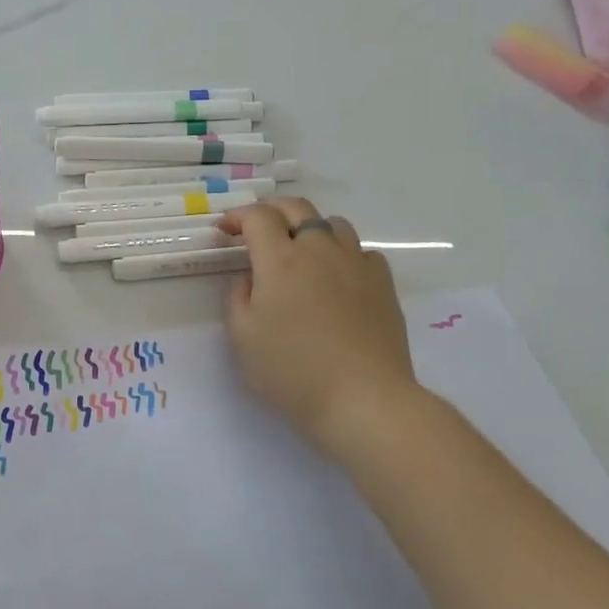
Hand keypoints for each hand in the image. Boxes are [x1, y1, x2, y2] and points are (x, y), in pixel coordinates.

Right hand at [218, 199, 426, 456]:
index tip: (225, 230)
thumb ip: (238, 298)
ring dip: (309, 227)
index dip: (237, 217)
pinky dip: (342, 253)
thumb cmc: (293, 371)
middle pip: (297, 208)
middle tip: (256, 228)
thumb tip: (249, 278)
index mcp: (281, 260)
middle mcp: (320, 250)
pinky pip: (361, 251)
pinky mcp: (383, 284)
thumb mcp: (243, 338)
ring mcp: (356, 264)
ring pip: (333, 223)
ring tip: (299, 249)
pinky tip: (336, 276)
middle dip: (271, 210)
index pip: (257, 217)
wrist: (364, 399)